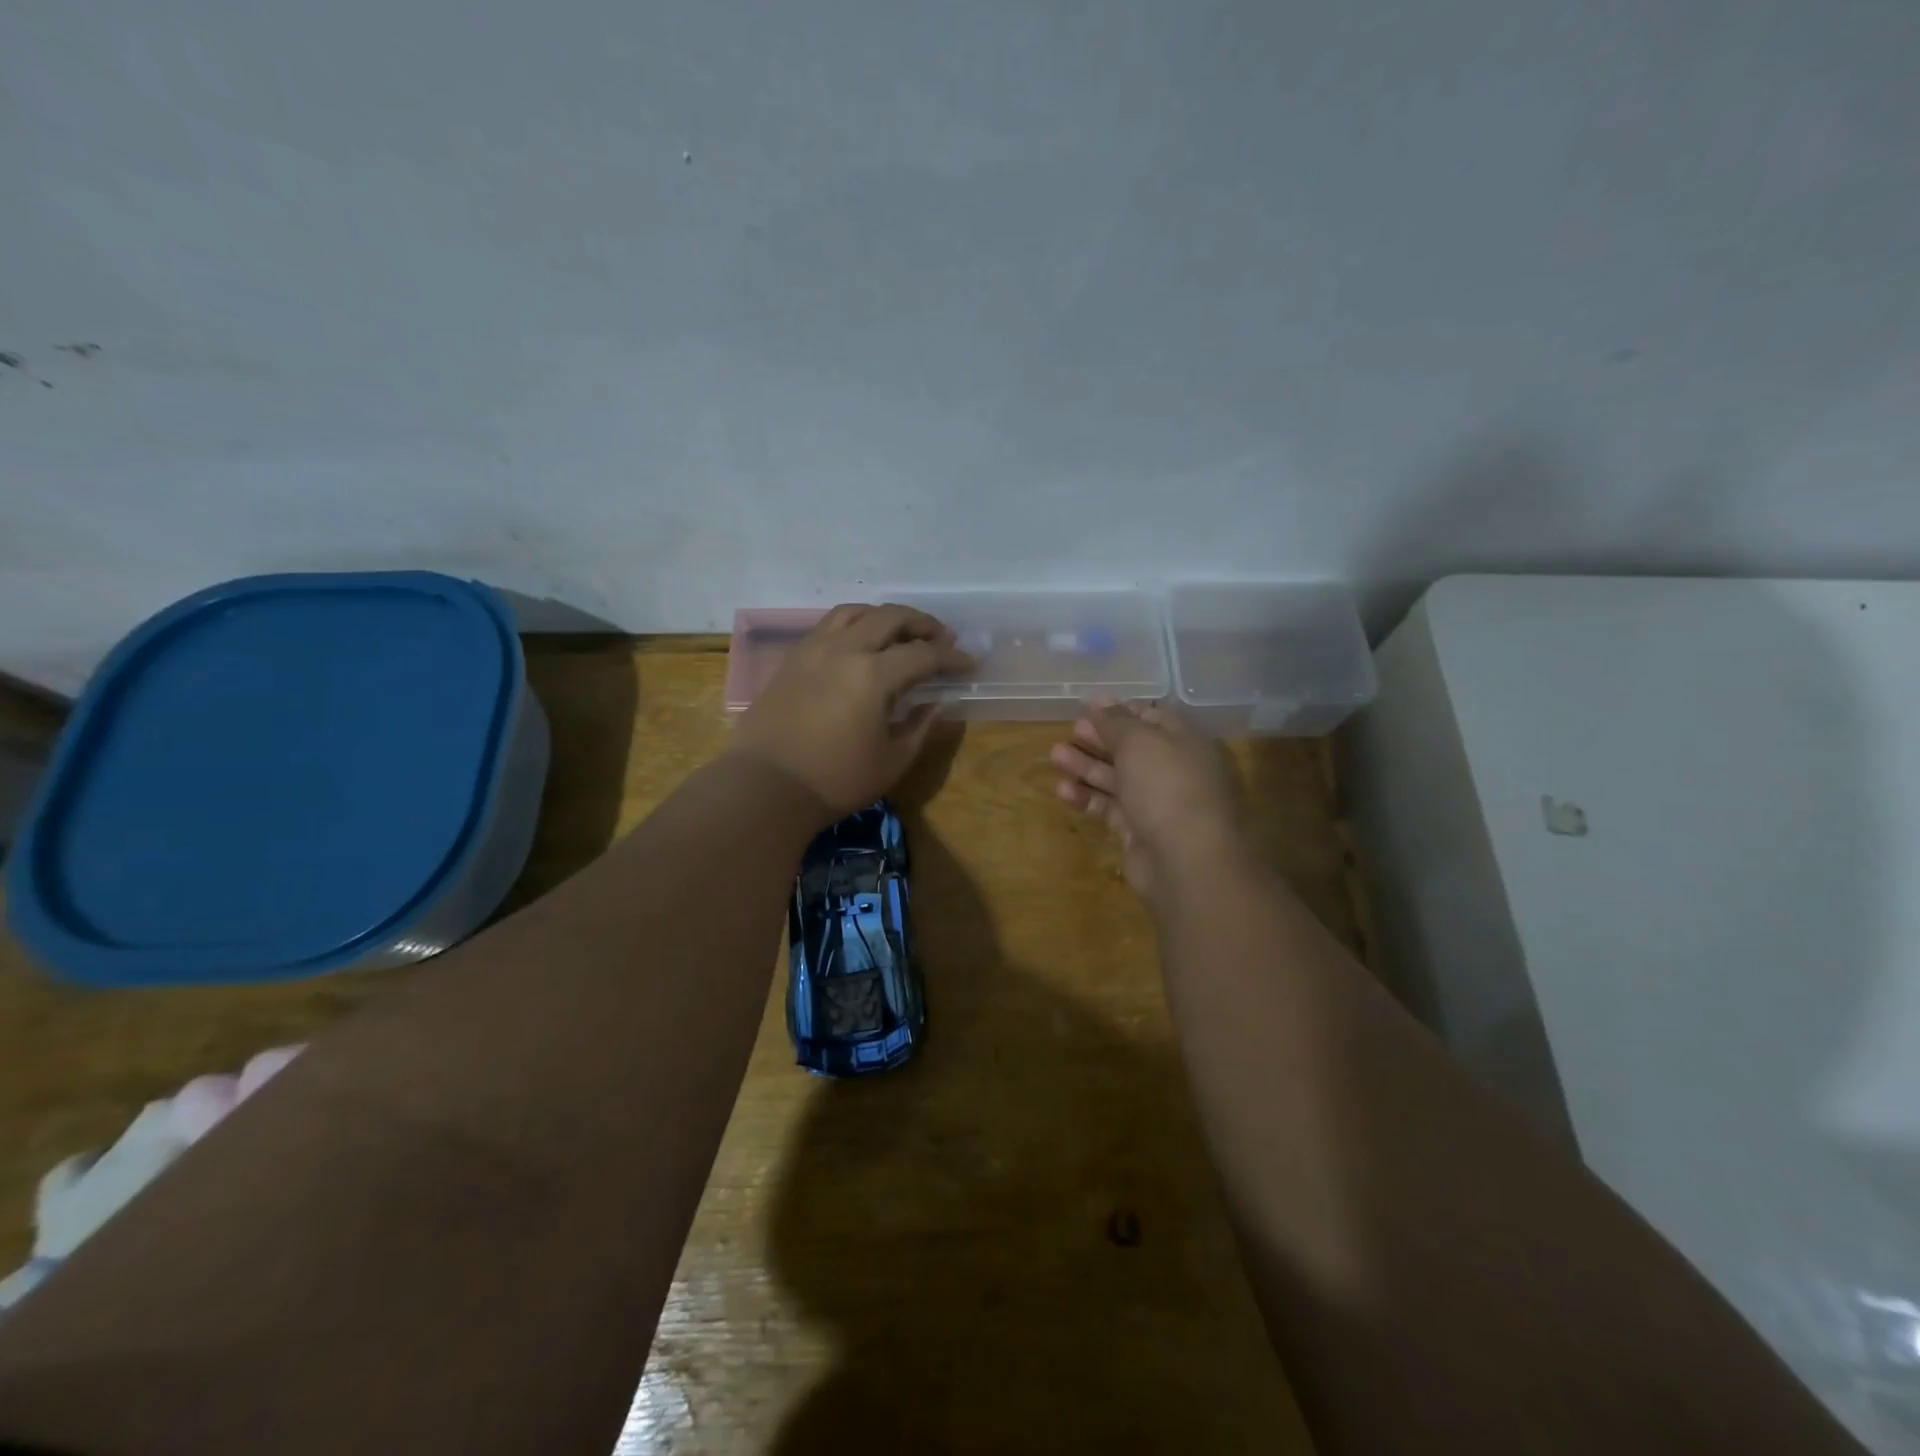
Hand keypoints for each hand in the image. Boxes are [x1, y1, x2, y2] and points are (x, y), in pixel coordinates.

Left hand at [729, 603, 972, 820]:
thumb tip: (936, 703)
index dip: (951, 657)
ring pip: (855, 612)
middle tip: (941, 638)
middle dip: (922, 624)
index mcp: (874, 675)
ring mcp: (814, 650)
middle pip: (890, 617)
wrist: (765, 787)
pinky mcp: (793, 659)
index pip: (923, 654)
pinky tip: (860, 644)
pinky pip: (829, 626)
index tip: (969, 662)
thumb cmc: (835, 781)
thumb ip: (919, 726)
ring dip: (885, 616)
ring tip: (900, 632)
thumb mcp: (892, 761)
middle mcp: (844, 649)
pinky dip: (854, 624)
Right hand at [1050, 701, 1247, 902]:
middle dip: (1100, 737)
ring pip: (1117, 778)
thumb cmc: (1166, 785)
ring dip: (1086, 766)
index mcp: (1185, 741)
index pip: (1153, 718)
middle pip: (1132, 749)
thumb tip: (1100, 703)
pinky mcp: (1139, 832)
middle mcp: (1174, 770)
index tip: (1089, 705)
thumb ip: (1116, 722)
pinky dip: (1087, 798)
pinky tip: (1062, 790)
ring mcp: (1157, 803)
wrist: (1185, 859)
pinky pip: (1110, 808)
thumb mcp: (1139, 741)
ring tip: (1054, 755)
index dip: (1122, 710)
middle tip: (1071, 729)